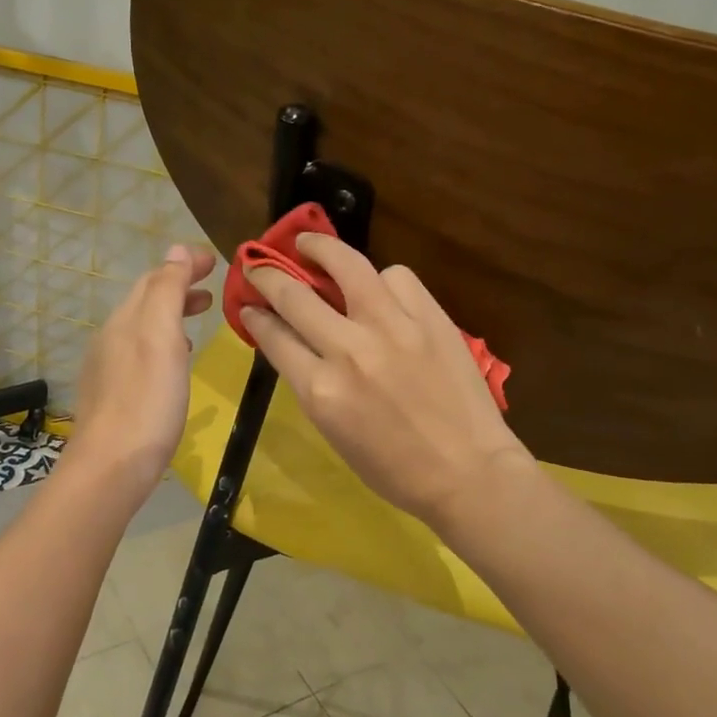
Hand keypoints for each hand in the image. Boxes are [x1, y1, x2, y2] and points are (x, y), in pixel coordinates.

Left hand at [65, 243, 216, 493]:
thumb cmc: (147, 399)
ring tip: (199, 319)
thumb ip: (168, 291)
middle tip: (212, 292)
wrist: (111, 466)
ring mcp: (108, 368)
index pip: (155, 278)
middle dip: (178, 288)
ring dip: (172, 315)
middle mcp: (111, 337)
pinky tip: (175, 363)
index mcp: (125, 319)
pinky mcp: (111, 395)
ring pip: (143, 327)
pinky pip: (139, 353)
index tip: (215, 261)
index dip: (184, 265)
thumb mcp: (162, 337)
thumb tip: (176, 250)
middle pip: (146, 301)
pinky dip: (163, 344)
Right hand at [241, 234, 533, 532]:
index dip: (254, 315)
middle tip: (259, 265)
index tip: (248, 304)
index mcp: (321, 391)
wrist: (468, 473)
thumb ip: (311, 384)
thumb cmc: (394, 468)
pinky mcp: (430, 318)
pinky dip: (380, 279)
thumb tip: (294, 344)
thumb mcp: (334, 433)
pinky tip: (378, 288)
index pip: (274, 336)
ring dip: (320, 249)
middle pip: (295, 295)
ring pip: (347, 264)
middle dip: (268, 275)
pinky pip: (397, 277)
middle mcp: (350, 350)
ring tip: (309, 244)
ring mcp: (393, 328)